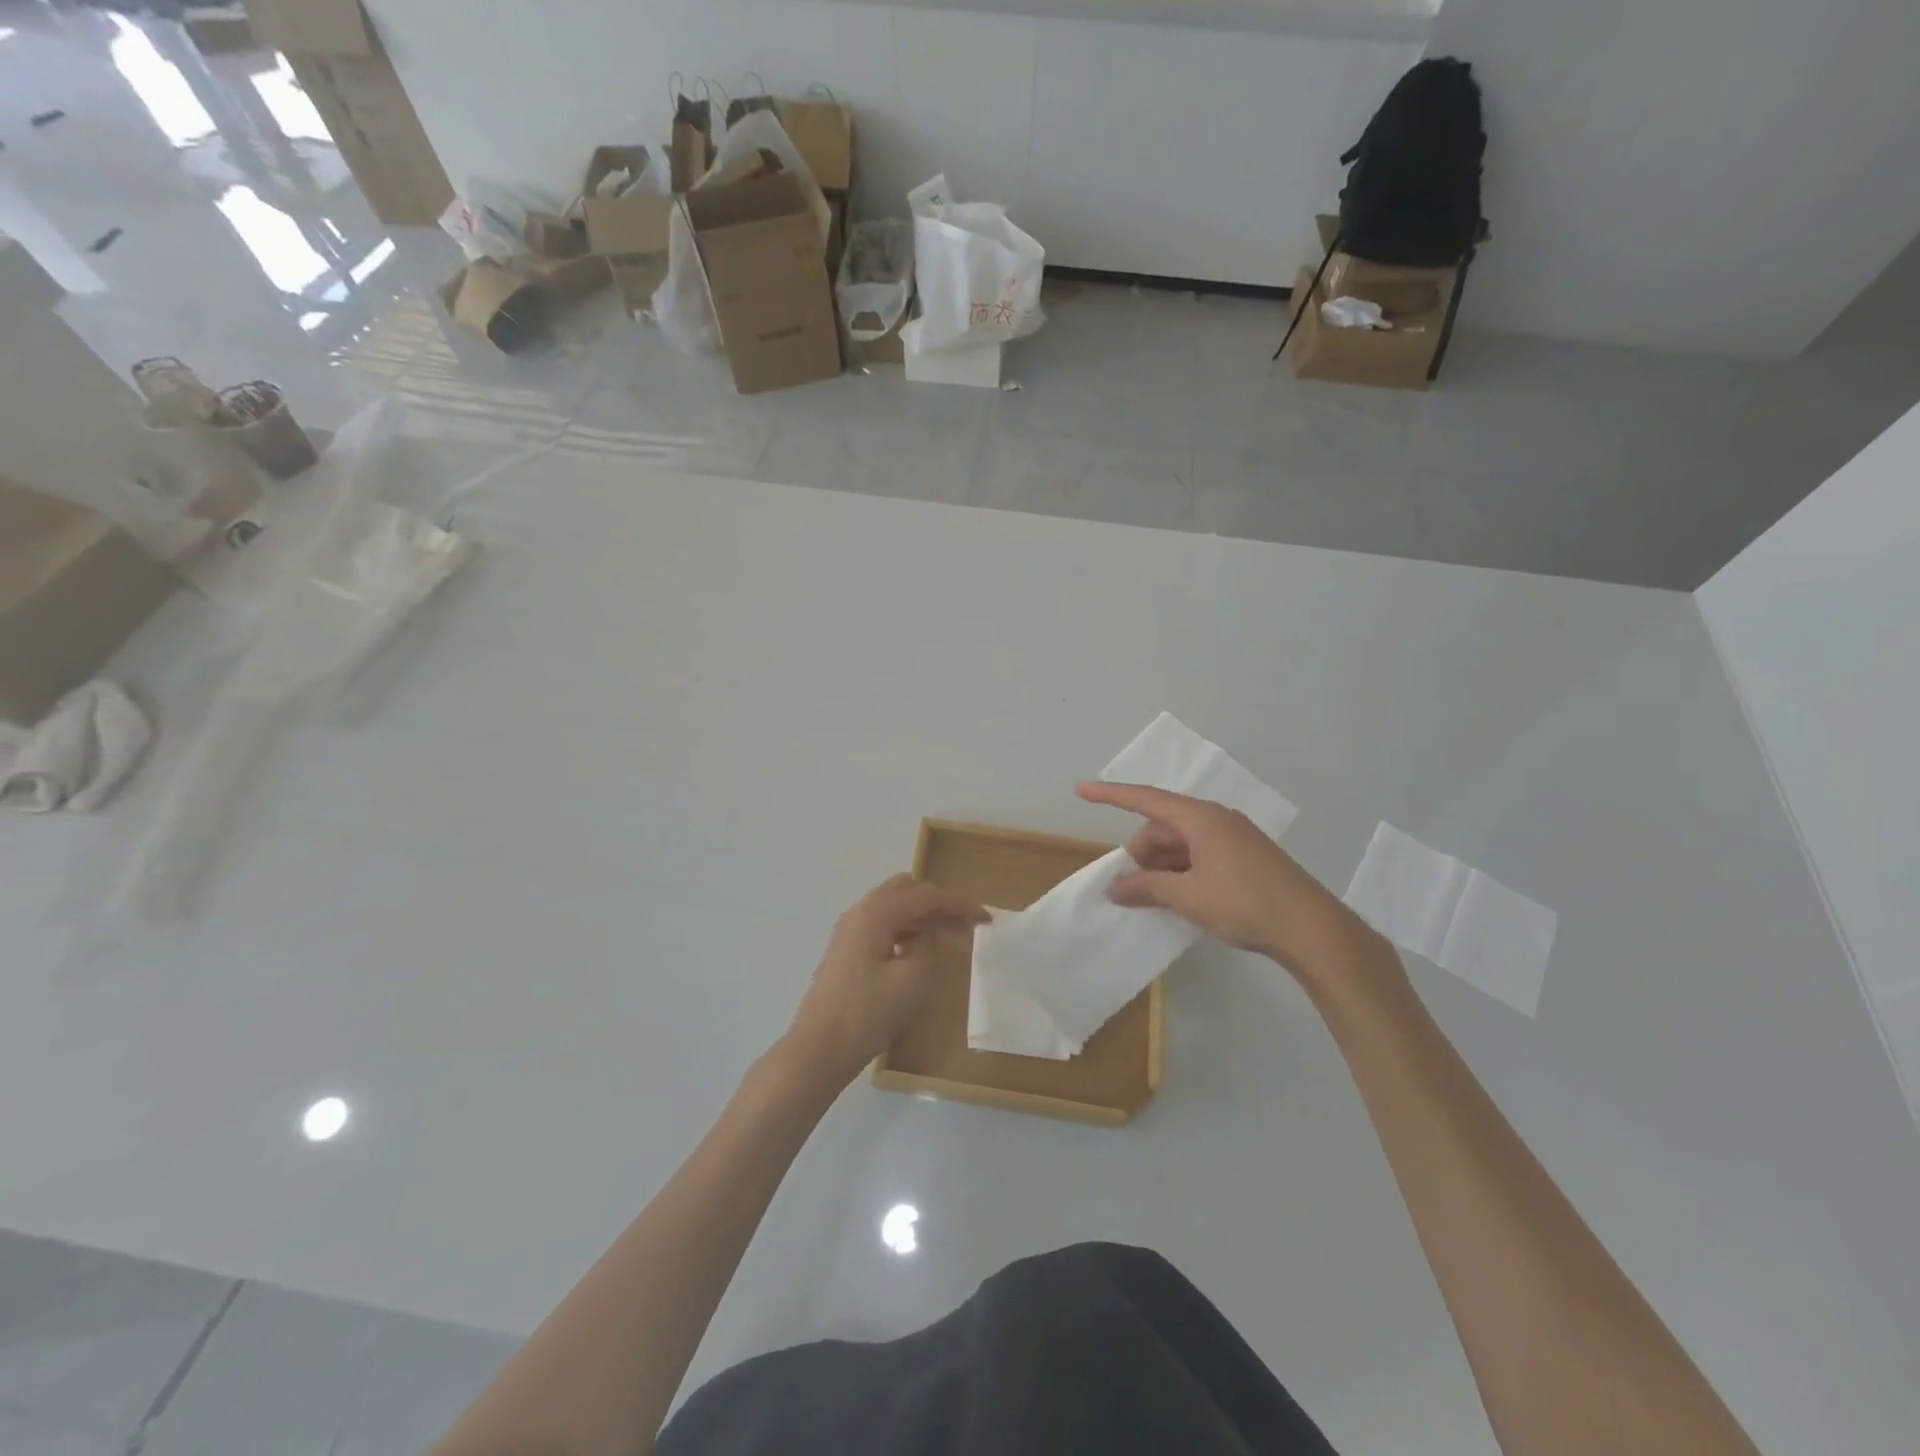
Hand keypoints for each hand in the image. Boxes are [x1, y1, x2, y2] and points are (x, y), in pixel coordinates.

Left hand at [785, 875, 989, 1087]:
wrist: (818, 1049)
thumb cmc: (867, 1013)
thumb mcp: (912, 979)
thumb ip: (928, 946)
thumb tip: (928, 933)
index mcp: (876, 912)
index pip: (926, 896)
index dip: (958, 905)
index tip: (986, 918)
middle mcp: (860, 912)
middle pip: (906, 890)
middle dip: (938, 902)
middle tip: (963, 924)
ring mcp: (850, 931)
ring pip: (893, 906)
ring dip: (921, 914)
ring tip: (947, 936)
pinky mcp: (846, 950)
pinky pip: (882, 925)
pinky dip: (905, 928)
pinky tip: (918, 949)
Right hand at [1076, 782, 1395, 993]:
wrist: (1312, 928)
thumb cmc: (1246, 903)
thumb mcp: (1188, 896)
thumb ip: (1147, 888)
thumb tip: (1115, 887)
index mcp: (1201, 818)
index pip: (1145, 799)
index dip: (1110, 795)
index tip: (1080, 790)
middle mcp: (1216, 820)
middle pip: (1162, 826)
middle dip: (1140, 852)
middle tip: (1128, 888)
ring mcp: (1233, 838)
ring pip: (1181, 843)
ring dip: (1160, 866)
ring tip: (1151, 899)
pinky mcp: (1244, 858)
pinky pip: (1199, 856)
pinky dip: (1181, 873)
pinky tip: (1178, 899)